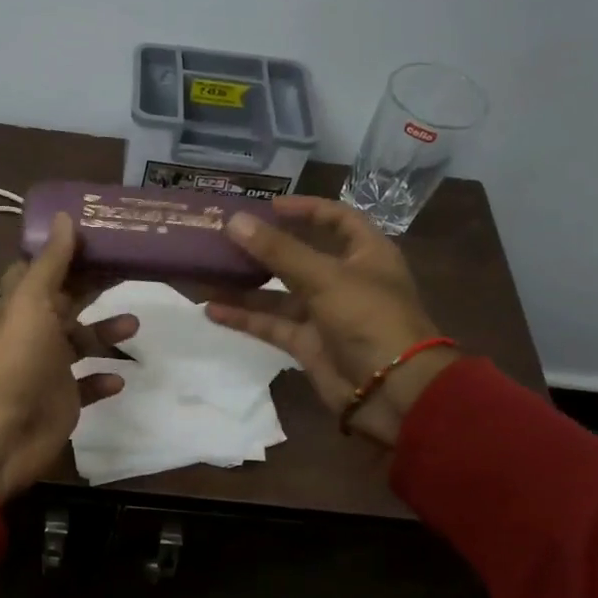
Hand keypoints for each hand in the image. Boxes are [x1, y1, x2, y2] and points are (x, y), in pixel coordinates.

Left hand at [0, 213, 135, 501]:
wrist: (0, 433)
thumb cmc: (16, 360)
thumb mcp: (32, 302)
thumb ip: (51, 263)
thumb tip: (64, 215)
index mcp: (22, 305)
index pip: (44, 270)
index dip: (67, 252)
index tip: (101, 236)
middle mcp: (34, 333)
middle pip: (69, 302)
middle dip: (96, 286)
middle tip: (133, 270)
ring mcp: (48, 369)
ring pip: (81, 343)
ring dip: (106, 332)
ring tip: (135, 324)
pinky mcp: (63, 401)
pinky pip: (87, 386)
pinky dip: (103, 379)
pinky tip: (120, 377)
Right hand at [205, 197, 455, 445]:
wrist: (392, 391)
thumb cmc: (369, 319)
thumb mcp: (325, 278)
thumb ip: (278, 251)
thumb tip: (234, 221)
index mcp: (366, 254)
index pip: (337, 219)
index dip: (306, 209)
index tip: (268, 206)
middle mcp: (345, 280)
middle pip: (299, 256)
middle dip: (263, 249)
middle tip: (224, 239)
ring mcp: (325, 314)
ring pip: (279, 294)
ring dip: (245, 286)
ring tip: (205, 275)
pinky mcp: (308, 344)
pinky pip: (272, 325)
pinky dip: (245, 318)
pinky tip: (213, 310)